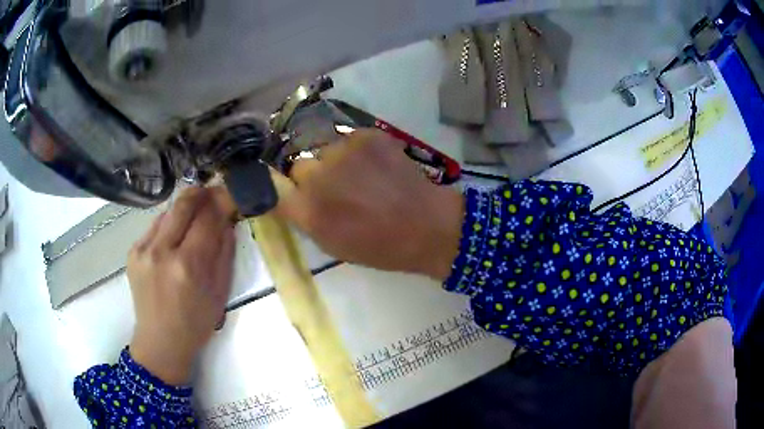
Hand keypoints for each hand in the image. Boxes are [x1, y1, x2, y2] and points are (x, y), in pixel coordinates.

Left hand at [128, 187, 234, 385]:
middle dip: (203, 192)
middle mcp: (162, 251)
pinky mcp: (132, 251)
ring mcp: (143, 249)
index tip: (232, 193)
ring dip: (185, 209)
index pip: (208, 218)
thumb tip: (227, 221)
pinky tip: (175, 236)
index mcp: (188, 266)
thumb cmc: (195, 324)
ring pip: (168, 211)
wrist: (160, 342)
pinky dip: (169, 224)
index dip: (223, 200)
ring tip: (196, 216)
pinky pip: (155, 226)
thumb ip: (224, 252)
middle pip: (184, 204)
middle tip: (215, 193)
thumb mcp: (219, 292)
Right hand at [278, 129, 463, 279]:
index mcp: (308, 211)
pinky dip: (358, 151)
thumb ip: (305, 218)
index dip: (283, 188)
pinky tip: (377, 165)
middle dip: (313, 176)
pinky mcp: (367, 135)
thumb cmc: (380, 246)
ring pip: (325, 149)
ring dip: (336, 161)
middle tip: (337, 188)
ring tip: (362, 176)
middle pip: (299, 165)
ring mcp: (343, 151)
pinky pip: (349, 139)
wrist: (427, 225)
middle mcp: (318, 176)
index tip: (292, 191)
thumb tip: (291, 196)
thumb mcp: (332, 244)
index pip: (274, 187)